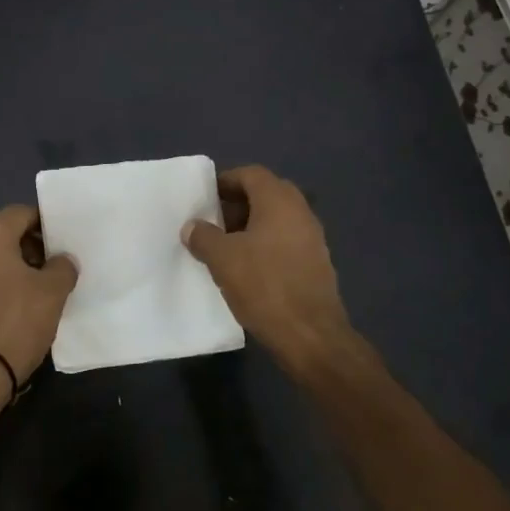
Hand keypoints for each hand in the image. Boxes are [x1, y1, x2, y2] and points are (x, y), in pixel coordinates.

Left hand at [0, 204, 78, 394]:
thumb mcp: (52, 292)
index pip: (20, 212)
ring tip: (33, 285)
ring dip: (8, 261)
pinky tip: (13, 302)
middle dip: (22, 240)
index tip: (60, 242)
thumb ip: (62, 267)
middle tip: (45, 261)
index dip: (43, 222)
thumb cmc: (15, 320)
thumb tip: (62, 260)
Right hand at [182, 166, 354, 373]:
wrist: (311, 335)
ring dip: (251, 226)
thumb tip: (192, 226)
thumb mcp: (222, 259)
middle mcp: (300, 212)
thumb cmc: (264, 286)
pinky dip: (266, 244)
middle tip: (214, 221)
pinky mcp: (317, 263)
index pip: (251, 174)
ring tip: (226, 247)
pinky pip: (286, 240)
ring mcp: (313, 238)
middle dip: (238, 204)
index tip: (205, 198)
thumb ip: (204, 237)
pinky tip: (249, 268)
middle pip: (266, 194)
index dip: (226, 181)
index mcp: (279, 201)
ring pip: (277, 219)